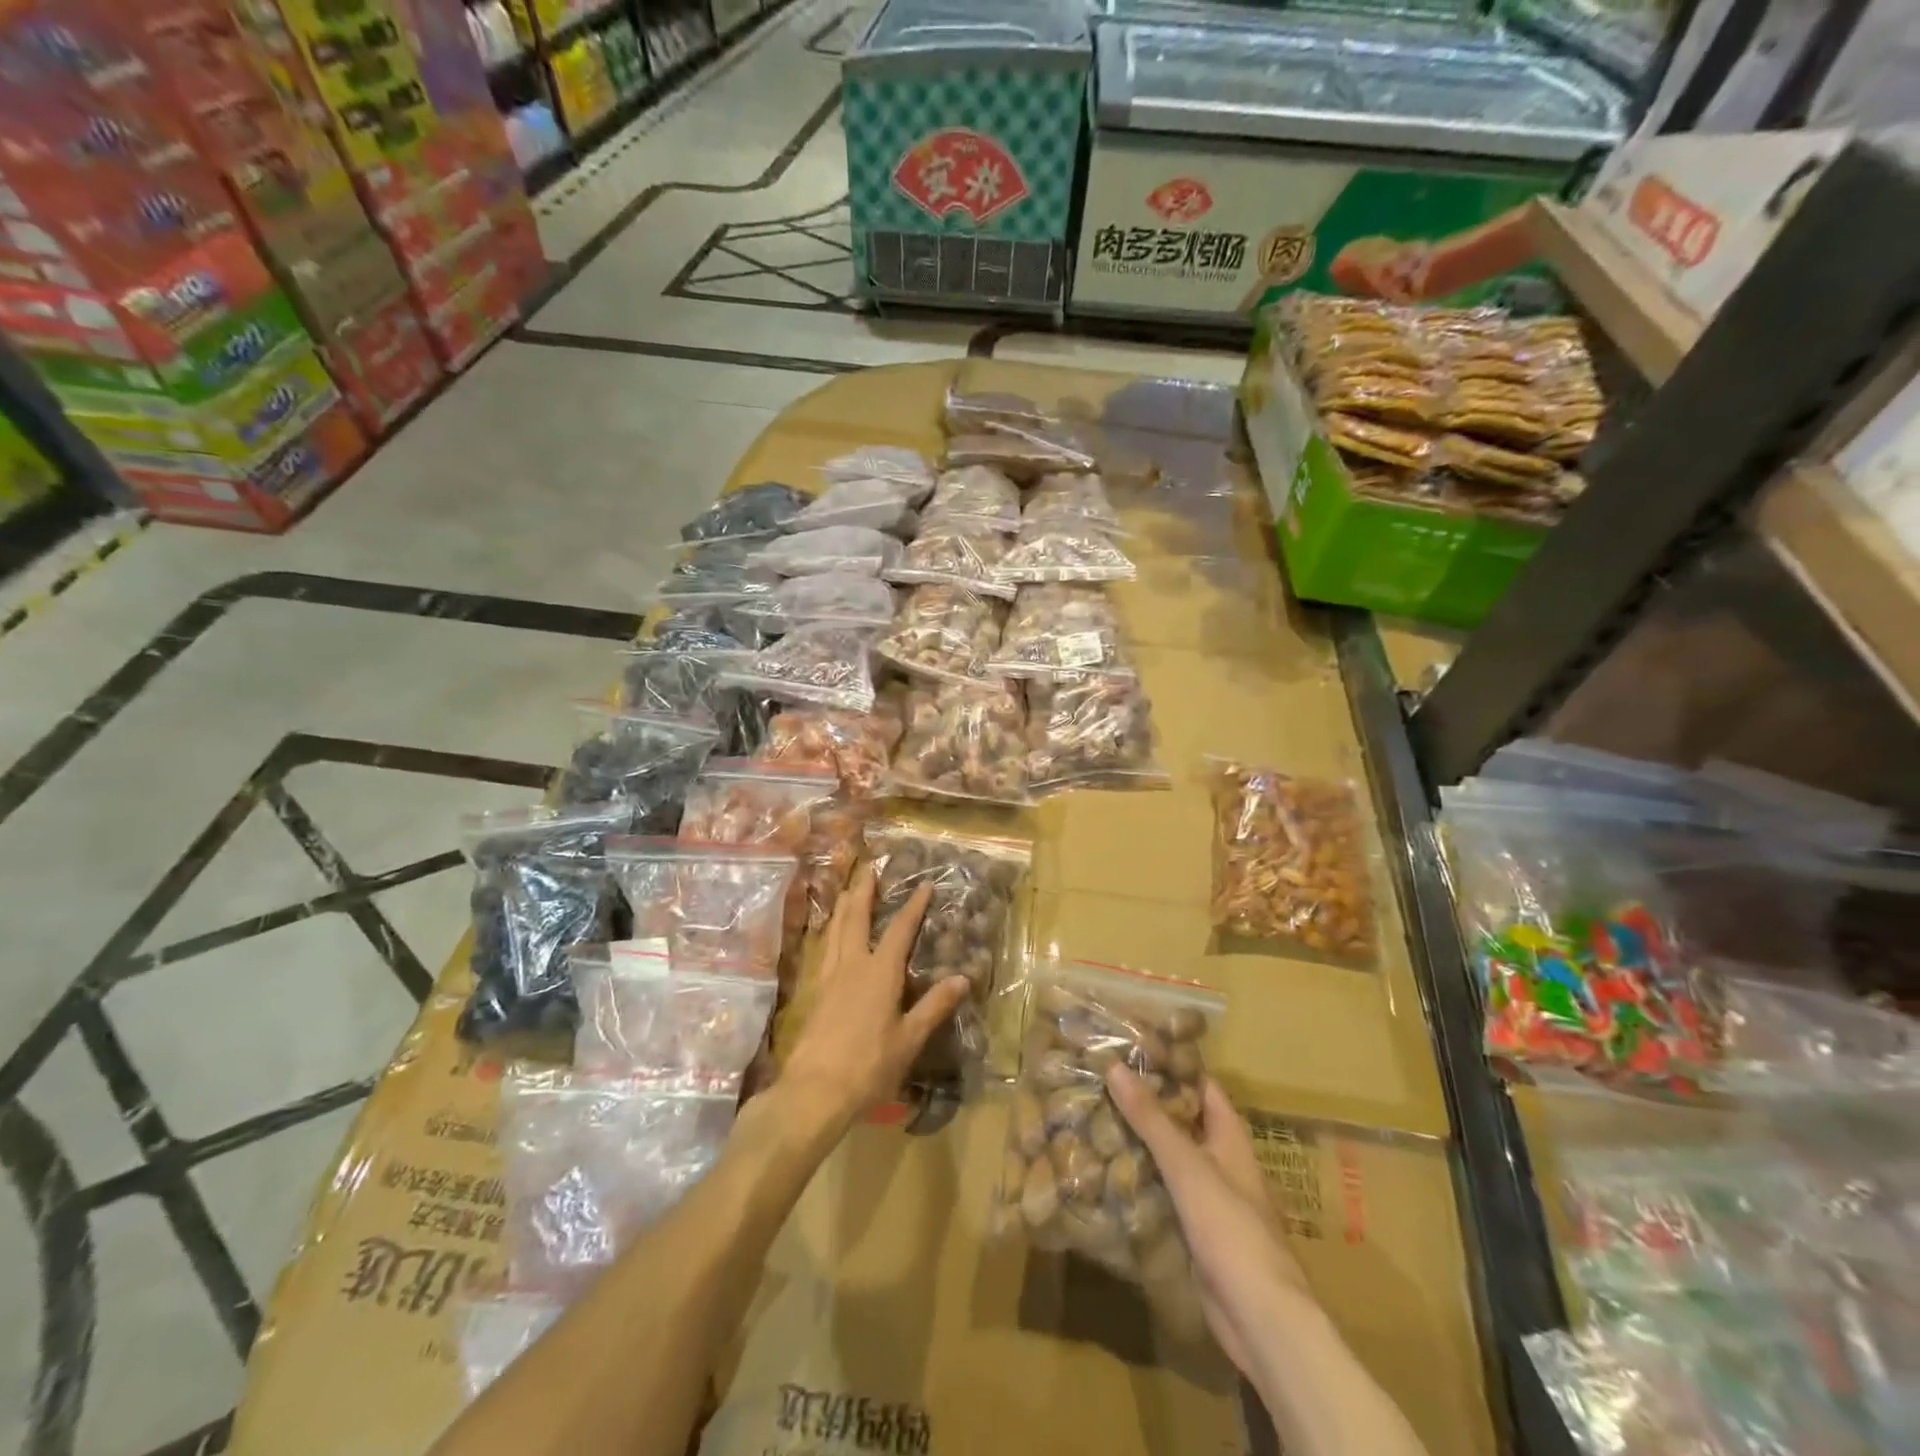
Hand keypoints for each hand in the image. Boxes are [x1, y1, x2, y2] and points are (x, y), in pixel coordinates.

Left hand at [781, 865, 969, 1127]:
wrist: (814, 1091)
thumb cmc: (869, 1065)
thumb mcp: (909, 1039)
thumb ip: (934, 1006)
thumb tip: (963, 977)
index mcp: (879, 972)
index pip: (899, 929)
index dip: (913, 906)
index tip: (924, 885)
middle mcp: (852, 965)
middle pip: (856, 917)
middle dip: (865, 891)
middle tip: (869, 869)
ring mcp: (829, 977)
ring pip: (835, 930)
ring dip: (844, 906)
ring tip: (848, 890)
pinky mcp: (815, 992)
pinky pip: (825, 948)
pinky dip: (831, 931)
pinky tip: (832, 936)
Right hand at [1106, 1066, 1307, 1374]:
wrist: (1260, 1318)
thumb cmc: (1231, 1229)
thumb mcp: (1187, 1167)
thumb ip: (1151, 1119)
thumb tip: (1115, 1066)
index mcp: (1230, 1138)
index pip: (1201, 1086)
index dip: (1172, 1065)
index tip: (1132, 1049)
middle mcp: (1222, 1162)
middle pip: (1182, 1121)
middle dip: (1146, 1104)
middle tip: (1101, 1083)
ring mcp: (1209, 1199)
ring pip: (1170, 1159)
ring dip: (1139, 1143)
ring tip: (1094, 1120)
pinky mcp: (1195, 1231)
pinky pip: (1164, 1194)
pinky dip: (1140, 1181)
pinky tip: (1108, 1173)